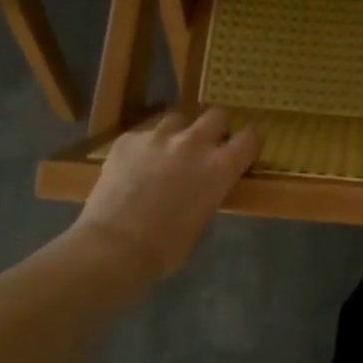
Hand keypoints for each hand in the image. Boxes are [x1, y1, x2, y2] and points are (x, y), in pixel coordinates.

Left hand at [72, 108, 261, 280]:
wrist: (112, 247)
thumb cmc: (165, 248)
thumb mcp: (203, 219)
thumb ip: (210, 191)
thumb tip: (206, 185)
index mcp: (219, 166)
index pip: (250, 137)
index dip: (250, 140)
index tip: (246, 145)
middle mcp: (194, 142)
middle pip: (217, 115)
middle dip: (217, 126)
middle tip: (208, 143)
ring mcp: (158, 136)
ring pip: (178, 119)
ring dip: (180, 132)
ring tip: (169, 150)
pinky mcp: (128, 140)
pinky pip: (144, 134)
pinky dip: (146, 146)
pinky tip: (136, 165)